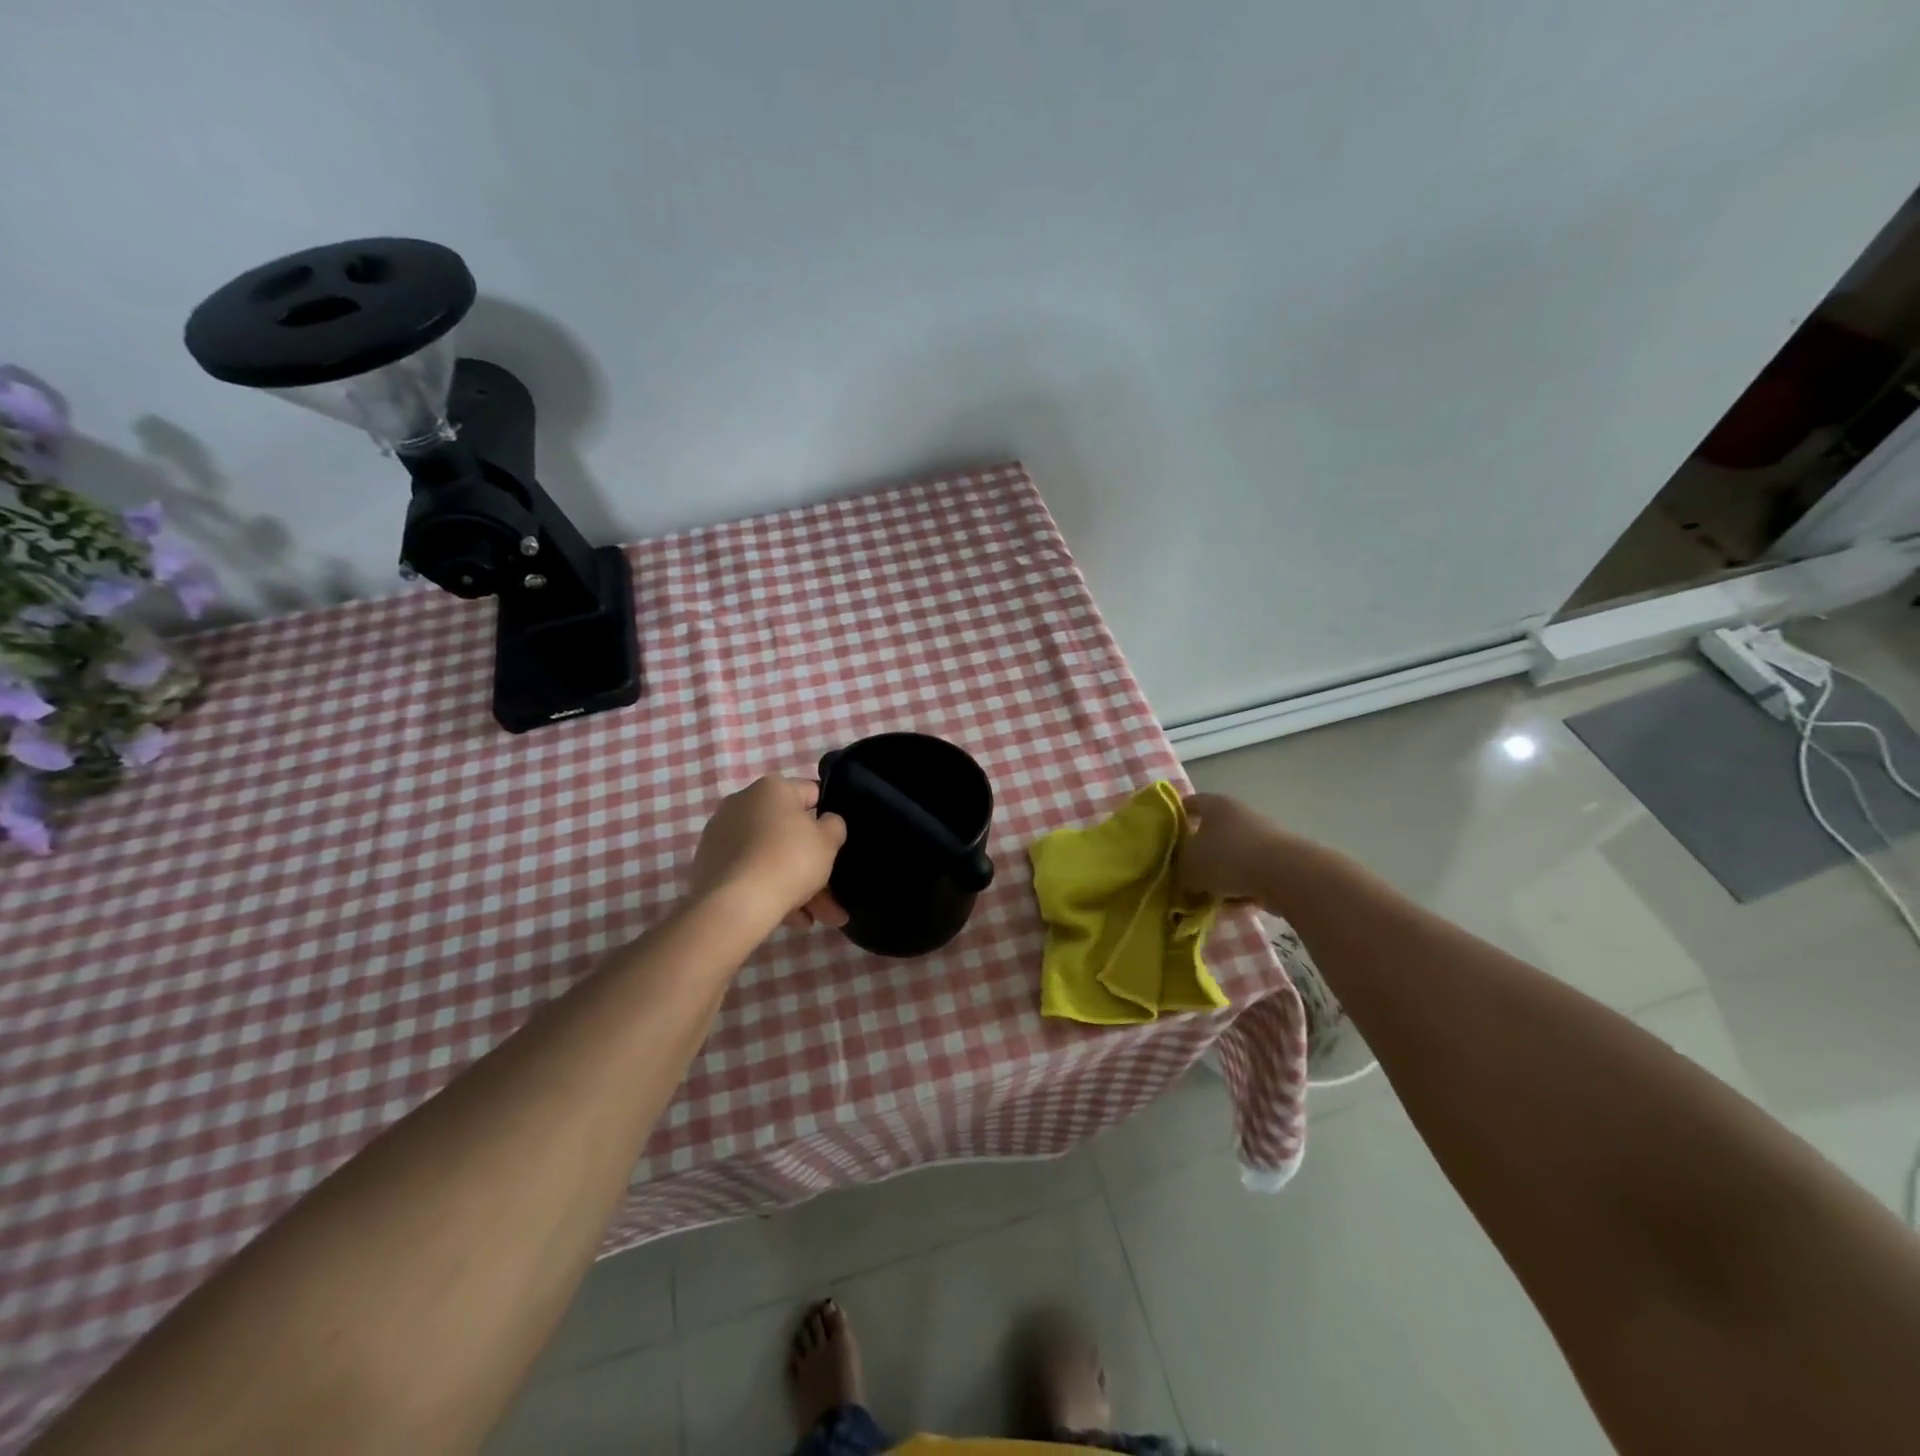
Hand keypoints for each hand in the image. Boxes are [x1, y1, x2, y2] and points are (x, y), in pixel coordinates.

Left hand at [689, 776, 848, 930]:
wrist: (735, 904)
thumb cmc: (789, 861)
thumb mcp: (828, 841)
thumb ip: (834, 825)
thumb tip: (826, 823)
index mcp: (772, 788)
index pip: (812, 793)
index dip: (829, 816)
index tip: (837, 841)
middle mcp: (742, 802)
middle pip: (788, 831)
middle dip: (812, 862)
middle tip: (831, 891)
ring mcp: (721, 834)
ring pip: (770, 856)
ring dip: (795, 884)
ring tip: (813, 918)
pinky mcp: (708, 863)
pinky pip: (749, 872)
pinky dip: (769, 890)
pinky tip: (790, 918)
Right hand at [1176, 792, 1287, 903]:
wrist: (1287, 875)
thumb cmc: (1229, 858)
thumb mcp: (1189, 867)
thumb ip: (1179, 870)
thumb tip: (1181, 876)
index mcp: (1215, 805)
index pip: (1188, 804)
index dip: (1173, 818)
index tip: (1162, 836)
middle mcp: (1239, 814)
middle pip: (1210, 832)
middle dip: (1197, 853)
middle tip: (1183, 872)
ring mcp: (1262, 836)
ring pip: (1231, 856)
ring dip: (1219, 874)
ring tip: (1207, 896)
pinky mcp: (1278, 860)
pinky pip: (1250, 874)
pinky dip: (1240, 887)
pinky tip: (1232, 906)